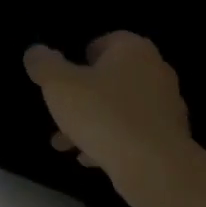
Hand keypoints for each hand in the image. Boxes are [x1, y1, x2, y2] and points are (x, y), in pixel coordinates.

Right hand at [24, 33, 193, 185]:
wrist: (153, 165)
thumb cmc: (103, 115)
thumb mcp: (59, 86)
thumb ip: (44, 65)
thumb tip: (35, 52)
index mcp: (133, 50)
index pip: (105, 41)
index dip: (80, 58)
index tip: (63, 80)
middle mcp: (155, 70)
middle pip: (111, 78)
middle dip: (82, 97)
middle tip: (59, 115)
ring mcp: (167, 104)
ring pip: (120, 108)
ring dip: (92, 122)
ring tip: (65, 144)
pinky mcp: (170, 135)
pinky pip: (133, 133)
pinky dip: (111, 141)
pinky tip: (90, 158)